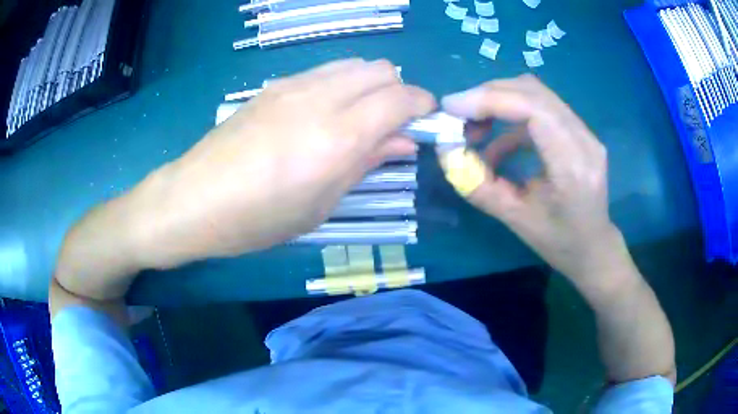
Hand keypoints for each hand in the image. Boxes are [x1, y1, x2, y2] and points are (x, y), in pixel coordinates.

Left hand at [133, 59, 434, 267]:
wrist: (194, 199)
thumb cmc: (258, 218)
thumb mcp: (321, 204)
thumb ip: (366, 163)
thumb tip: (402, 141)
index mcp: (338, 135)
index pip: (401, 97)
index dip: (423, 105)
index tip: (426, 122)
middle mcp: (321, 98)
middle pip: (381, 69)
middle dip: (399, 91)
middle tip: (392, 124)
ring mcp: (293, 85)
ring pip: (354, 64)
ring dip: (370, 84)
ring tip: (360, 117)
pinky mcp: (274, 86)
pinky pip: (324, 71)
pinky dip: (342, 83)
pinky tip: (326, 112)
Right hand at [439, 75, 627, 288]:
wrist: (593, 247)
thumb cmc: (558, 242)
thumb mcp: (514, 219)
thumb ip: (477, 184)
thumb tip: (446, 151)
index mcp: (572, 166)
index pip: (534, 109)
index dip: (490, 99)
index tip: (452, 107)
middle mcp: (584, 140)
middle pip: (533, 91)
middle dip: (489, 95)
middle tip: (458, 114)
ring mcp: (585, 132)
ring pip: (536, 94)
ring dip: (499, 101)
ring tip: (475, 127)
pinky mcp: (579, 131)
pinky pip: (542, 108)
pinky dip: (512, 116)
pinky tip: (499, 143)